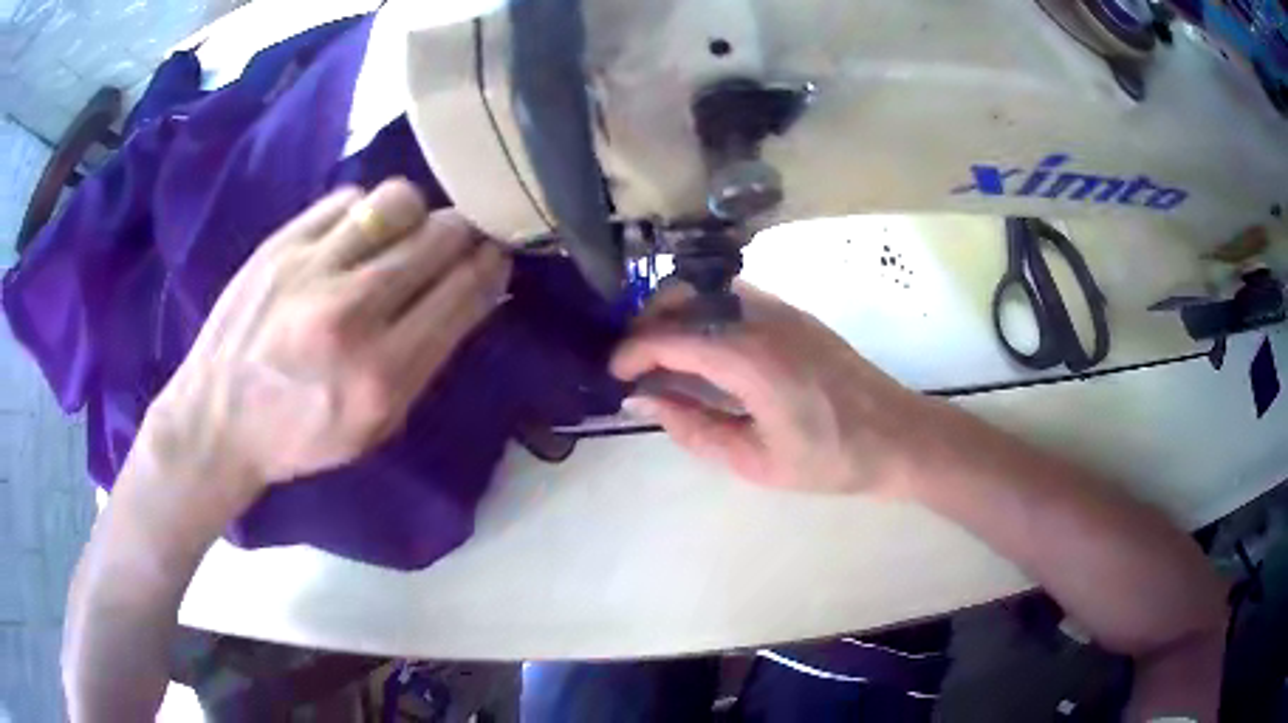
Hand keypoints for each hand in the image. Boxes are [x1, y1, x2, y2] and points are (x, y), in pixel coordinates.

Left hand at [143, 179, 510, 495]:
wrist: (216, 420)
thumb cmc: (300, 436)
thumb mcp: (376, 425)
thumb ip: (427, 358)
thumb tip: (472, 292)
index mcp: (382, 376)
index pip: (464, 293)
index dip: (491, 265)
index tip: (496, 256)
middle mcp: (350, 314)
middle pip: (440, 237)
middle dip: (463, 234)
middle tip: (458, 240)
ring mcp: (311, 269)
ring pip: (398, 202)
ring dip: (416, 214)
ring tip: (405, 233)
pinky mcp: (281, 243)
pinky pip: (348, 199)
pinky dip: (365, 213)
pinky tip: (356, 235)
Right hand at [611, 284, 933, 494]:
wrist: (898, 436)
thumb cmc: (830, 459)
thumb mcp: (754, 461)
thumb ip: (692, 427)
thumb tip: (644, 400)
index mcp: (748, 358)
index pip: (669, 337)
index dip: (631, 353)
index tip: (613, 377)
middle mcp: (760, 318)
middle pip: (683, 296)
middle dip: (647, 324)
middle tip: (637, 366)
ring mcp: (780, 308)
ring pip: (707, 290)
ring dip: (676, 314)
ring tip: (665, 358)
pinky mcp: (794, 312)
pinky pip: (733, 297)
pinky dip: (705, 313)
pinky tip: (707, 350)